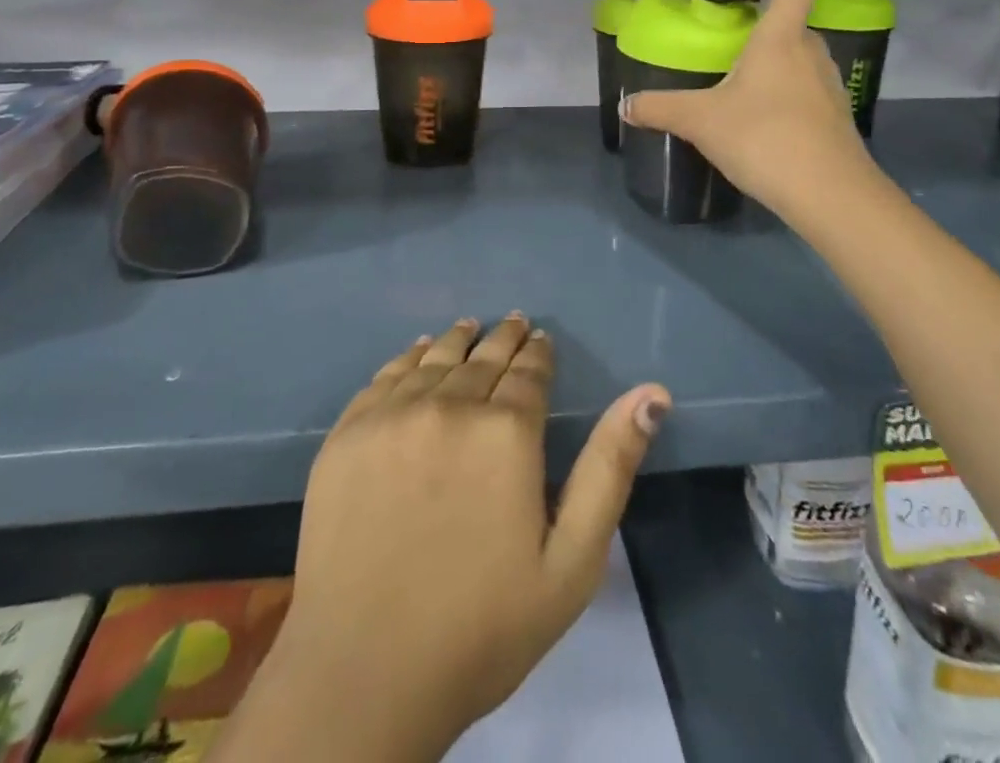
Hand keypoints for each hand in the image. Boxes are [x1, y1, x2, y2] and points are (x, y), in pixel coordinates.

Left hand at [221, 315, 670, 762]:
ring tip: (470, 328)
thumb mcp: (572, 561)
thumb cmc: (483, 628)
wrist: (364, 676)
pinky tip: (417, 352)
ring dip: (459, 340)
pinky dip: (408, 357)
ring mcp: (392, 416)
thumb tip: (652, 394)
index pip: (529, 371)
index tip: (541, 340)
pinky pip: (385, 377)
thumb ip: (610, 468)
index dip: (538, 353)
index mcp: (507, 433)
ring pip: (435, 358)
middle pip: (484, 357)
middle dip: (505, 339)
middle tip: (514, 323)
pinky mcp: (347, 434)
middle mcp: (449, 406)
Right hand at [624, 0, 876, 223]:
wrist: (831, 196)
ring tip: (734, 98)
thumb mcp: (701, 122)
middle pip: (790, 19)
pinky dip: (780, 97)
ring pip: (796, 57)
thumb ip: (660, 109)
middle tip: (722, 55)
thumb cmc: (765, 139)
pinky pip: (805, 89)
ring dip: (767, 66)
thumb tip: (626, 106)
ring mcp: (829, 84)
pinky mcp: (835, 115)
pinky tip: (758, 130)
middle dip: (755, 31)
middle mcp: (811, 51)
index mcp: (782, 37)